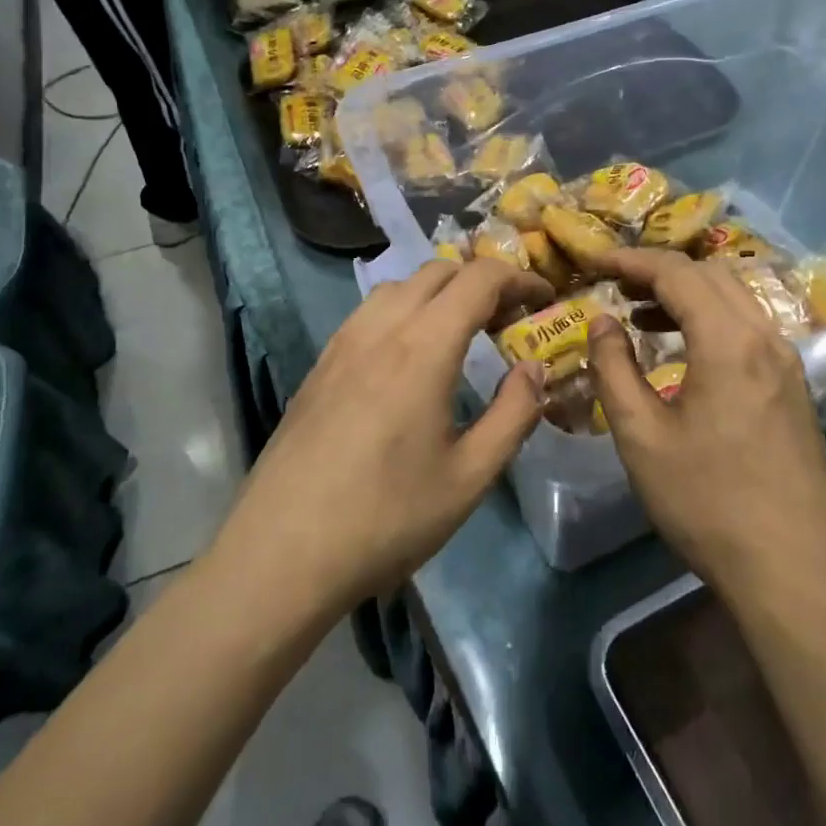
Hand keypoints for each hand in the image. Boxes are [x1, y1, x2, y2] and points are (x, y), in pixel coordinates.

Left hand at [222, 260, 553, 611]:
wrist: (281, 554)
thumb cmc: (386, 518)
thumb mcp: (469, 476)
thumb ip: (514, 414)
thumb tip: (535, 368)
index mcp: (423, 347)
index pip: (479, 279)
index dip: (519, 280)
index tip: (544, 300)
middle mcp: (380, 328)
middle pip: (437, 271)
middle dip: (481, 281)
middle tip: (507, 320)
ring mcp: (342, 343)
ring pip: (398, 286)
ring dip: (439, 292)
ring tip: (460, 332)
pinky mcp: (319, 366)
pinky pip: (369, 313)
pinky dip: (403, 310)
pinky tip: (408, 356)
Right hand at [585, 248, 825, 598]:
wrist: (794, 569)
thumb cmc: (707, 501)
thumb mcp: (641, 436)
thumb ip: (614, 369)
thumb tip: (601, 321)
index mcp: (728, 340)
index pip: (676, 272)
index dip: (631, 261)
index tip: (594, 262)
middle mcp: (765, 336)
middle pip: (710, 275)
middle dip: (659, 271)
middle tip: (615, 287)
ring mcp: (787, 361)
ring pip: (734, 298)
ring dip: (687, 294)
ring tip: (640, 314)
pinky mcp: (794, 387)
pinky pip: (749, 327)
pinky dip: (711, 320)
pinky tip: (684, 352)